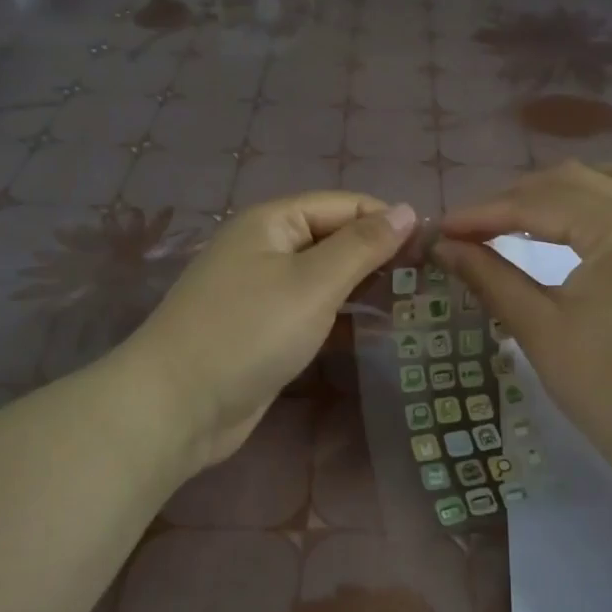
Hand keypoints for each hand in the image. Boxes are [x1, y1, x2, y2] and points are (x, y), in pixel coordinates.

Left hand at [124, 193, 414, 471]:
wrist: (177, 406)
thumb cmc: (249, 332)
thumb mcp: (313, 283)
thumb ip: (363, 246)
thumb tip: (406, 210)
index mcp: (273, 221)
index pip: (345, 205)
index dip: (389, 221)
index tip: (433, 249)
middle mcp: (267, 248)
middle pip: (335, 239)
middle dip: (380, 257)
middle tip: (428, 282)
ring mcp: (263, 290)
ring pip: (327, 278)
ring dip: (366, 289)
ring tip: (413, 305)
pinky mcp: (265, 329)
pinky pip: (314, 311)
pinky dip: (344, 318)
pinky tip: (377, 332)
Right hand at [434, 160, 611, 483]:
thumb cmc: (607, 386)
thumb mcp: (539, 328)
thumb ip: (490, 276)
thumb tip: (445, 246)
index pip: (539, 204)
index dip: (484, 214)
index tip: (442, 228)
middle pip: (576, 183)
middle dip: (518, 198)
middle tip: (473, 228)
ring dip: (573, 184)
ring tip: (534, 209)